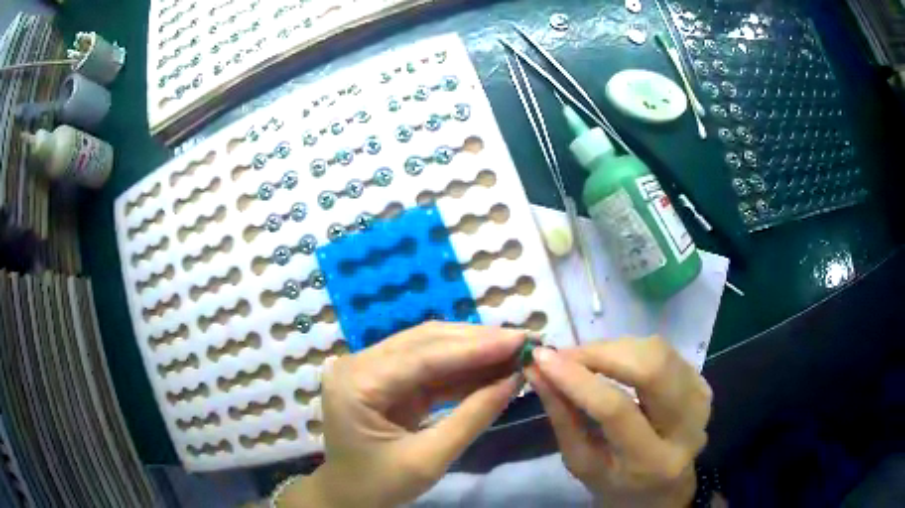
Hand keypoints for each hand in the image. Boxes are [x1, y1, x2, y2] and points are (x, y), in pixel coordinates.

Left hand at [282, 322, 524, 507]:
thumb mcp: (428, 460)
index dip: (476, 347)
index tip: (520, 339)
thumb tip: (516, 379)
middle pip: (425, 342)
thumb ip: (472, 417)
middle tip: (523, 341)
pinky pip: (427, 366)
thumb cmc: (379, 485)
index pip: (423, 356)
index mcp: (356, 384)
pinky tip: (491, 368)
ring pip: (429, 347)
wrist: (349, 496)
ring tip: (514, 352)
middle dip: (477, 342)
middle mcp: (358, 364)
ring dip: (472, 351)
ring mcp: (370, 368)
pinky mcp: (385, 378)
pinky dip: (461, 368)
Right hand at [525, 337, 710, 507]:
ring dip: (616, 348)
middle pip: (651, 369)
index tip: (541, 357)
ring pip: (659, 352)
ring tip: (586, 359)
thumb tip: (537, 370)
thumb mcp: (581, 463)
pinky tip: (616, 363)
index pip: (616, 410)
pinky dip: (634, 350)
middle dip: (602, 352)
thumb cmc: (616, 485)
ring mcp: (701, 403)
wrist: (664, 490)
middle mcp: (686, 428)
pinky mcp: (704, 386)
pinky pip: (667, 352)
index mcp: (650, 463)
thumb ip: (561, 417)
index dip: (578, 379)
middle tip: (566, 355)